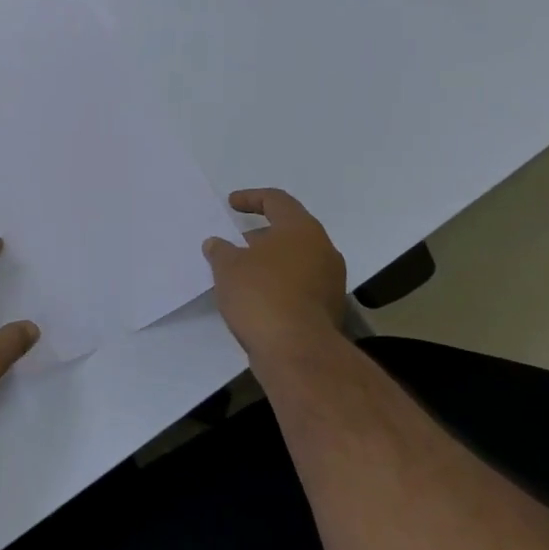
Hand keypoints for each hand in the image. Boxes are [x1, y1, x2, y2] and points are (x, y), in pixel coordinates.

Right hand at [203, 189, 346, 368]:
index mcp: (301, 230)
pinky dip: (280, 283)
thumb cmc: (261, 295)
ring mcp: (331, 281)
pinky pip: (301, 284)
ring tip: (242, 273)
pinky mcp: (329, 309)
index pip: (277, 200)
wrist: (297, 351)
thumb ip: (221, 250)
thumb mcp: (228, 267)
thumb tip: (217, 244)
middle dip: (260, 235)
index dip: (251, 198)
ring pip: (296, 259)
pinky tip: (257, 297)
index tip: (231, 204)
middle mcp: (323, 250)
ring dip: (270, 262)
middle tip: (235, 243)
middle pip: (290, 231)